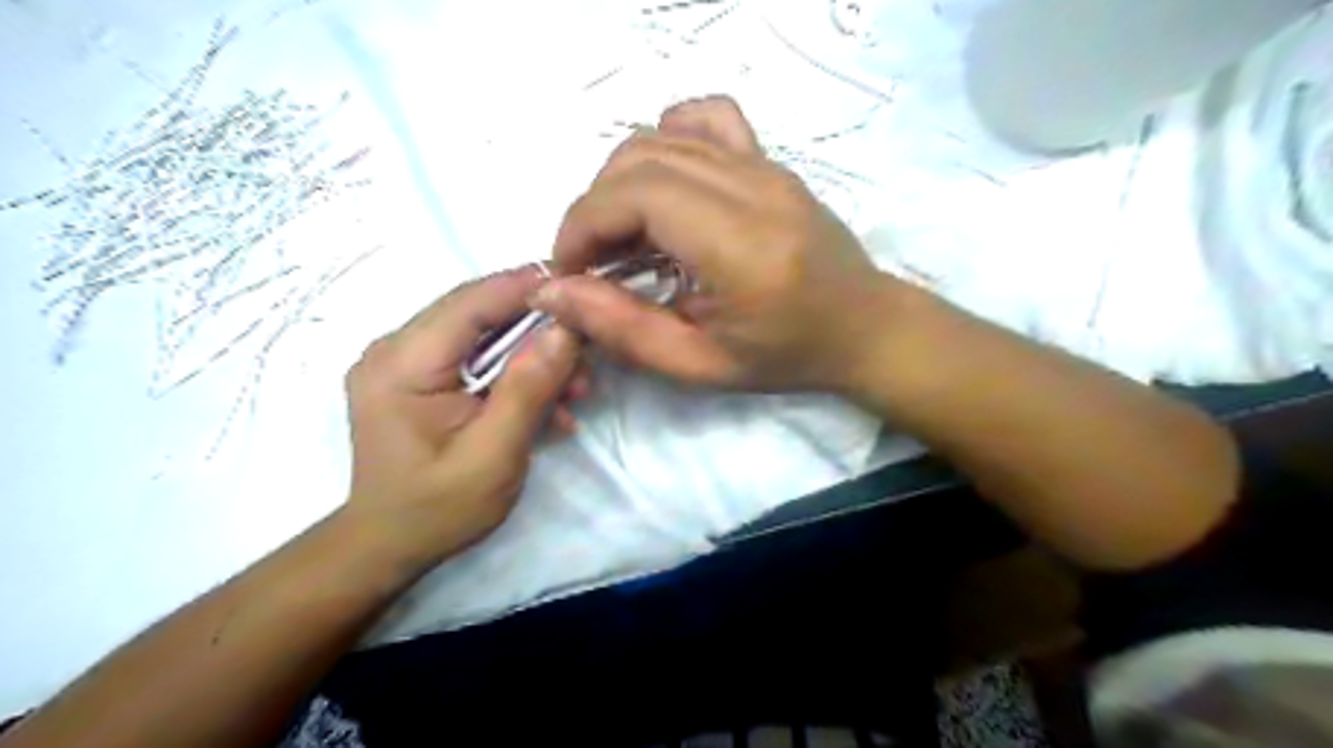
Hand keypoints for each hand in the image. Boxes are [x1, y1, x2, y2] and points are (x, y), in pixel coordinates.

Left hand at [340, 269, 581, 566]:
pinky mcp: (420, 377)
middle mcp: (396, 349)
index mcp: (402, 363)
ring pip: (484, 334)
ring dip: (534, 355)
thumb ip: (529, 388)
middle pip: (479, 313)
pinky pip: (477, 358)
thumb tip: (567, 329)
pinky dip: (516, 374)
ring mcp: (406, 361)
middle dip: (539, 329)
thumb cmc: (438, 509)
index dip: (528, 288)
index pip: (471, 302)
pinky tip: (548, 406)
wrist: (391, 546)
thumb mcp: (493, 454)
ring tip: (574, 390)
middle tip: (586, 355)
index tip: (583, 287)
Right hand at [526, 95, 899, 392]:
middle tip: (591, 264)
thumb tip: (552, 294)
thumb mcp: (701, 366)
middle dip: (593, 210)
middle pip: (639, 161)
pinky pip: (705, 120)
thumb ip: (624, 330)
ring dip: (619, 183)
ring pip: (661, 138)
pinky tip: (663, 186)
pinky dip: (666, 140)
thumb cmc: (788, 357)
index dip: (583, 225)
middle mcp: (754, 189)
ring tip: (620, 236)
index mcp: (741, 246)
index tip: (570, 271)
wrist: (864, 327)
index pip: (635, 195)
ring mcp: (765, 166)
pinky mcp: (770, 161)